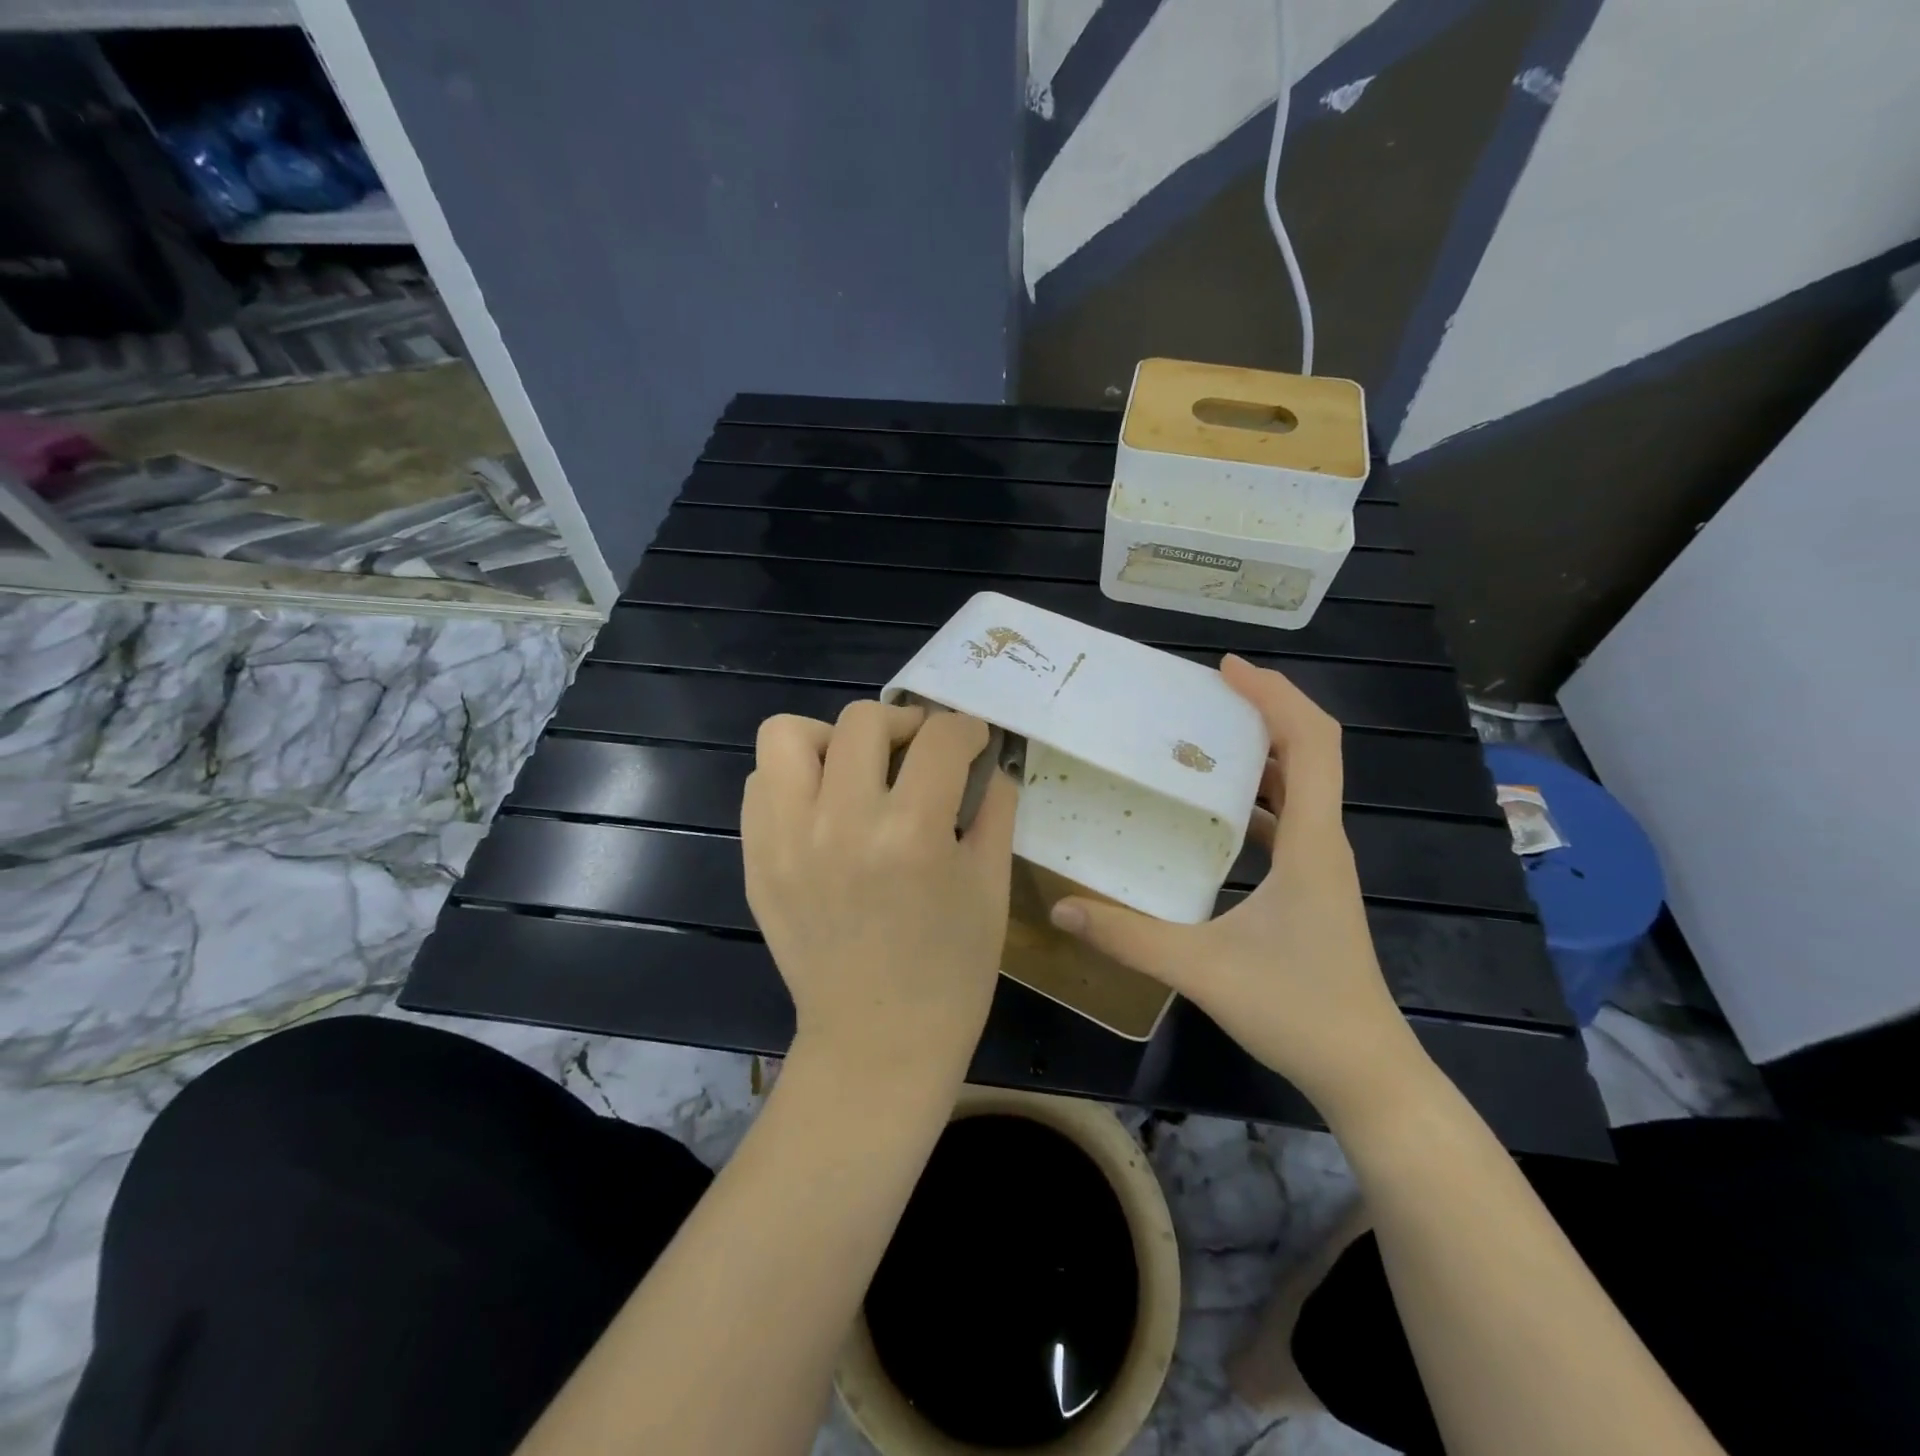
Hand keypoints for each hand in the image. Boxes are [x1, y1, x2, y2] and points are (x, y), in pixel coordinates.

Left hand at [742, 701, 1017, 1083]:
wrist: (877, 1040)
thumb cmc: (951, 971)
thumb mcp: (991, 886)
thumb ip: (995, 808)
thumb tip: (992, 760)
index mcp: (913, 833)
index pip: (941, 737)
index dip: (967, 729)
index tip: (972, 742)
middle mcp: (842, 823)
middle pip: (864, 720)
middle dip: (905, 723)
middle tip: (919, 753)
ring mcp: (787, 840)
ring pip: (789, 735)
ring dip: (832, 739)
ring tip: (856, 770)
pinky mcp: (756, 860)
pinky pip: (760, 783)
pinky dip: (794, 778)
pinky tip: (824, 807)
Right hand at [1049, 656, 1422, 1114]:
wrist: (1365, 1072)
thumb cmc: (1297, 1012)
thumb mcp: (1202, 970)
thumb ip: (1129, 938)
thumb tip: (1061, 908)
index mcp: (1311, 843)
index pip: (1311, 743)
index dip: (1275, 696)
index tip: (1226, 671)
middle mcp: (1324, 841)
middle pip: (1311, 750)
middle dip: (1264, 710)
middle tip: (1201, 695)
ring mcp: (1321, 864)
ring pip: (1301, 784)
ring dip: (1260, 751)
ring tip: (1200, 737)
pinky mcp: (1311, 886)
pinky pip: (1288, 819)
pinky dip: (1257, 796)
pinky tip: (1212, 810)